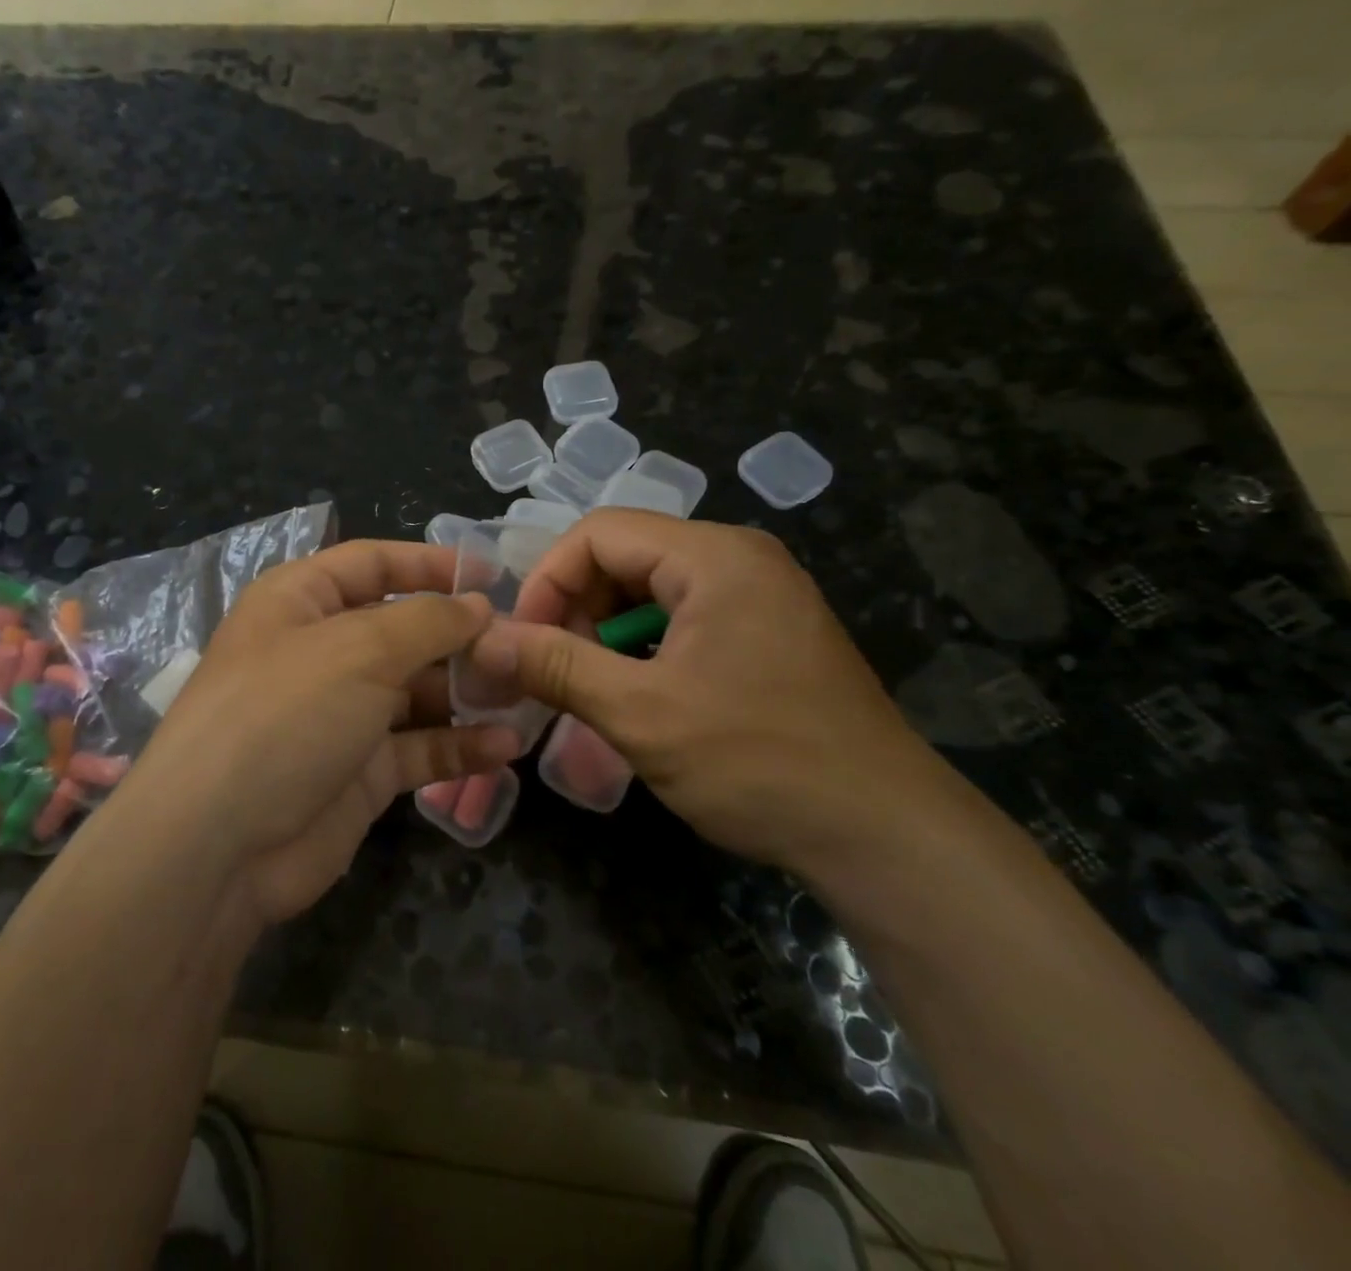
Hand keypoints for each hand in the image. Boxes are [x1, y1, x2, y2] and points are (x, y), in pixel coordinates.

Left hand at [121, 541, 522, 924]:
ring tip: (526, 696)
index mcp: (302, 601)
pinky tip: (505, 748)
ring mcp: (341, 714)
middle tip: (522, 648)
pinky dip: (459, 746)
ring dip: (468, 693)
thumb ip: (428, 620)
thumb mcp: (359, 649)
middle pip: (404, 629)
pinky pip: (419, 747)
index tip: (492, 574)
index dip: (430, 564)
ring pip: (418, 691)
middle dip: (461, 637)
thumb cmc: (285, 714)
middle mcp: (321, 651)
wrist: (219, 845)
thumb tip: (478, 604)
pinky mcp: (359, 771)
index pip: (373, 563)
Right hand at [468, 511, 952, 869]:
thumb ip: (554, 666)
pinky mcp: (767, 632)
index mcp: (714, 556)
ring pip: (649, 591)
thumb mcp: (639, 714)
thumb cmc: (757, 762)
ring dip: (606, 634)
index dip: (547, 580)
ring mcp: (759, 595)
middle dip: (576, 609)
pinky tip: (638, 698)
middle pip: (624, 557)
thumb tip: (483, 640)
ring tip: (592, 690)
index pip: (599, 533)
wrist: (885, 836)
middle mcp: (739, 559)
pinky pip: (682, 619)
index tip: (524, 642)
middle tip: (555, 672)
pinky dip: (644, 649)